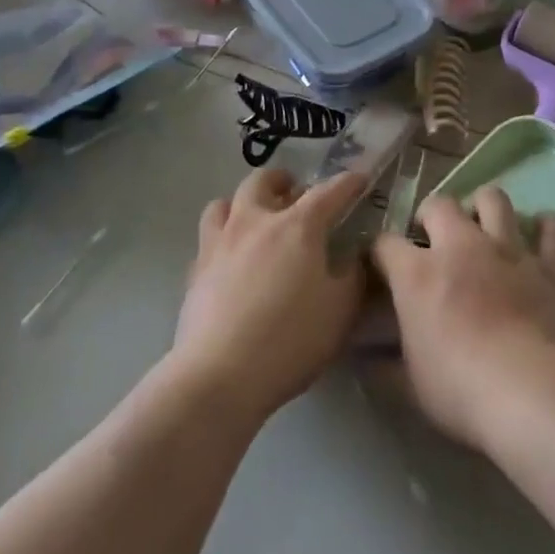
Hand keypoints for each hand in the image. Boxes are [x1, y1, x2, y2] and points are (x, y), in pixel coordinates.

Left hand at [173, 168, 368, 423]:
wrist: (219, 375)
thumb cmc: (290, 339)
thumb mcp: (340, 311)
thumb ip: (353, 277)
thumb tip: (356, 257)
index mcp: (298, 226)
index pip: (328, 192)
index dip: (348, 183)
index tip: (359, 178)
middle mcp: (255, 221)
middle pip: (263, 181)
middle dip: (282, 180)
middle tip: (295, 192)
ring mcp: (219, 243)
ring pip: (225, 202)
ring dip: (242, 203)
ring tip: (254, 218)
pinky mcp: (195, 271)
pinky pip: (208, 239)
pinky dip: (222, 239)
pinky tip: (230, 260)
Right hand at [372, 189, 554, 452]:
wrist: (529, 391)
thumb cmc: (459, 389)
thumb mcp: (410, 385)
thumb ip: (387, 365)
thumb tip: (368, 361)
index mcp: (417, 273)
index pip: (385, 243)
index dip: (380, 250)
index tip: (382, 263)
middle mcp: (460, 246)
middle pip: (440, 204)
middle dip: (432, 215)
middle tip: (434, 238)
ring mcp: (507, 249)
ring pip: (494, 199)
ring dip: (485, 207)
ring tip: (483, 225)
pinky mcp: (546, 265)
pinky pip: (550, 231)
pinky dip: (546, 229)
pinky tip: (541, 232)